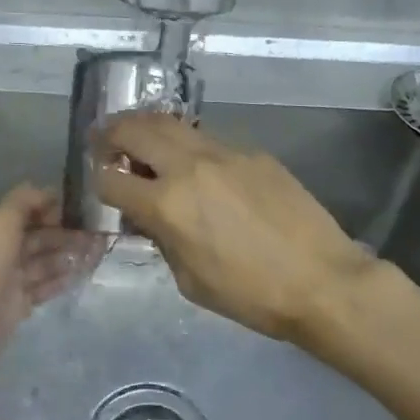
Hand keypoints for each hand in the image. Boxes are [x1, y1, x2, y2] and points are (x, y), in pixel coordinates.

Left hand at [0, 185, 102, 381]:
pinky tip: (83, 273)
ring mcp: (11, 279)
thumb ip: (23, 201)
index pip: (29, 210)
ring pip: (46, 261)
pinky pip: (45, 286)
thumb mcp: (1, 223)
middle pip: (40, 236)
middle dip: (68, 232)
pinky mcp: (18, 305)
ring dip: (70, 254)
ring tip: (99, 251)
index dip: (54, 207)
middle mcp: (3, 250)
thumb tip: (48, 191)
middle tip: (100, 232)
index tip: (83, 208)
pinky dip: (63, 278)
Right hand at [92, 113, 373, 341]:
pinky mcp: (253, 152)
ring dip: (148, 128)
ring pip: (173, 124)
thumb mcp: (190, 280)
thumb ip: (162, 240)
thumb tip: (149, 217)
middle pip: (135, 130)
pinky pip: (209, 141)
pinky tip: (197, 166)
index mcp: (167, 204)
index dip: (97, 180)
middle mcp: (189, 167)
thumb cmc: (251, 295)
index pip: (110, 178)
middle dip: (111, 133)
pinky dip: (189, 147)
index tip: (101, 183)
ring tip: (141, 139)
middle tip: (105, 140)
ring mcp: (224, 153)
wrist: (322, 280)